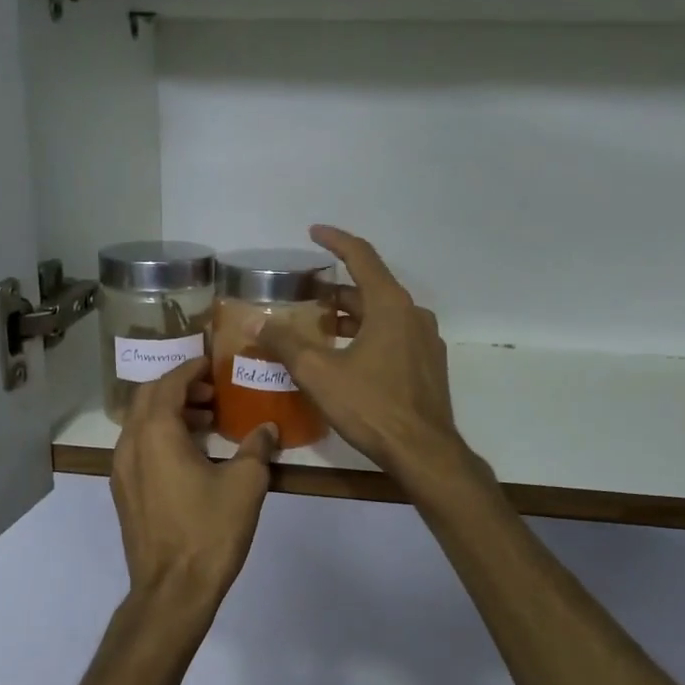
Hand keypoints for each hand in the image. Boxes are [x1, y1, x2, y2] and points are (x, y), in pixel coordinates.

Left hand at [110, 357, 278, 615]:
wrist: (172, 590)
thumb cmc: (209, 531)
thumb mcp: (245, 484)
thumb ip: (258, 448)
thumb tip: (268, 428)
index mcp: (155, 434)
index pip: (168, 383)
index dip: (191, 369)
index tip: (214, 364)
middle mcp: (130, 445)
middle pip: (147, 398)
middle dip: (179, 388)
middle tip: (213, 393)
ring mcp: (121, 471)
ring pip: (141, 424)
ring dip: (170, 413)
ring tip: (207, 421)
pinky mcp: (124, 493)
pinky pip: (139, 448)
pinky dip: (161, 437)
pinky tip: (192, 454)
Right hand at [255, 226, 473, 488]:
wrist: (423, 452)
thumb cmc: (371, 406)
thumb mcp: (320, 374)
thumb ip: (286, 343)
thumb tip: (256, 322)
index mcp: (390, 306)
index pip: (362, 257)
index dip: (336, 241)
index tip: (314, 232)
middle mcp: (413, 315)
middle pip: (371, 289)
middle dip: (337, 289)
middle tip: (305, 295)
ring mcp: (425, 341)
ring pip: (383, 315)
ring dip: (352, 315)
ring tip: (320, 326)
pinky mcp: (428, 366)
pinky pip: (394, 336)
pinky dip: (368, 335)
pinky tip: (348, 356)